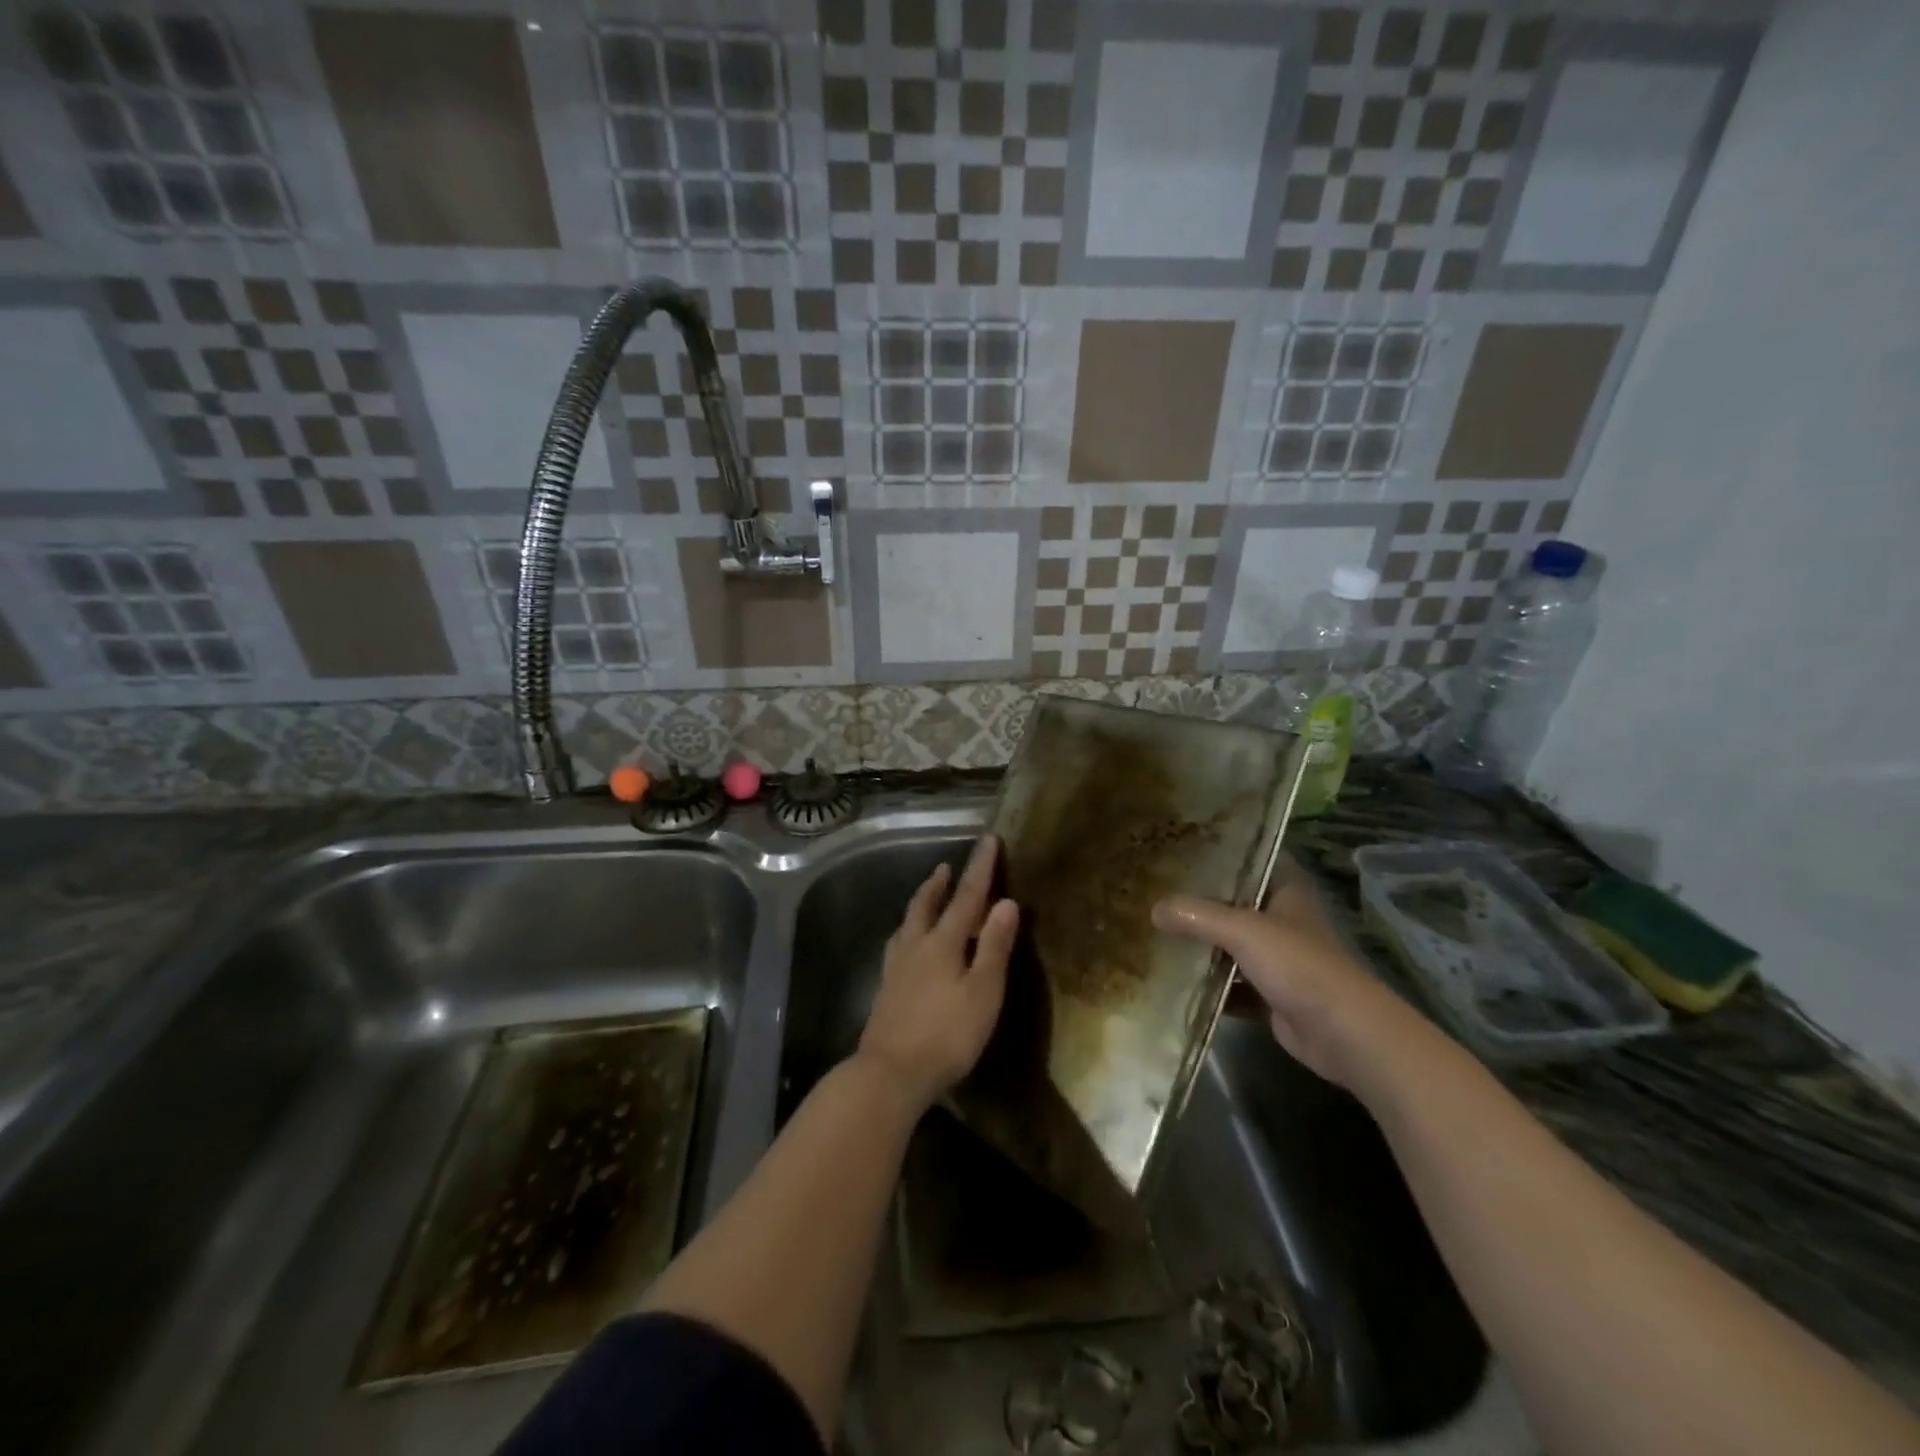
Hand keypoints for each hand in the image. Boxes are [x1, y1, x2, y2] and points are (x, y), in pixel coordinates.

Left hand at [858, 836, 1019, 1110]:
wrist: (890, 1073)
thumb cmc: (946, 1034)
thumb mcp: (983, 992)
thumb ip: (994, 947)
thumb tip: (1006, 902)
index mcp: (943, 942)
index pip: (966, 896)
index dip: (980, 868)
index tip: (988, 840)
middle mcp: (915, 946)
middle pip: (926, 904)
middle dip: (939, 883)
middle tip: (946, 867)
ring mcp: (896, 967)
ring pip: (908, 923)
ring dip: (921, 903)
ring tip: (926, 896)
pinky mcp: (886, 989)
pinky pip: (898, 945)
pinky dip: (908, 931)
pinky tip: (907, 945)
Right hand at [1154, 859, 1427, 1093]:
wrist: (1344, 1033)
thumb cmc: (1298, 965)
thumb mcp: (1243, 930)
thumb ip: (1197, 916)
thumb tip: (1153, 909)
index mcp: (1286, 892)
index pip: (1249, 862)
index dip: (1217, 854)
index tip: (1178, 849)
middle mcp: (1283, 921)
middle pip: (1233, 906)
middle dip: (1198, 904)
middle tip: (1154, 893)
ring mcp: (1278, 961)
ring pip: (1230, 947)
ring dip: (1200, 947)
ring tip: (1156, 935)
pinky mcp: (1271, 997)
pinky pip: (1231, 986)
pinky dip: (1209, 987)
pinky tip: (1175, 983)